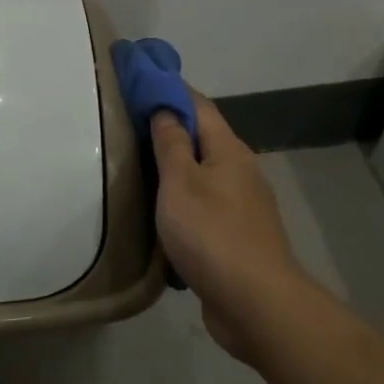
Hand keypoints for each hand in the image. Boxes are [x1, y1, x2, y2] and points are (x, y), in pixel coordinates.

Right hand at [151, 93, 309, 360]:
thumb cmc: (212, 233)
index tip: (139, 80)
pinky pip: (203, 208)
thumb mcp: (180, 182)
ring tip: (136, 167)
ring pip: (202, 176)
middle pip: (202, 139)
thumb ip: (171, 143)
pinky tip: (160, 213)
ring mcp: (241, 207)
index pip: (198, 105)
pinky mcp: (236, 238)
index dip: (169, 89)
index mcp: (229, 151)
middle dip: (168, 128)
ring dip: (173, 168)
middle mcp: (240, 172)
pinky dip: (181, 202)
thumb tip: (164, 108)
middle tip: (127, 125)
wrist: (256, 303)